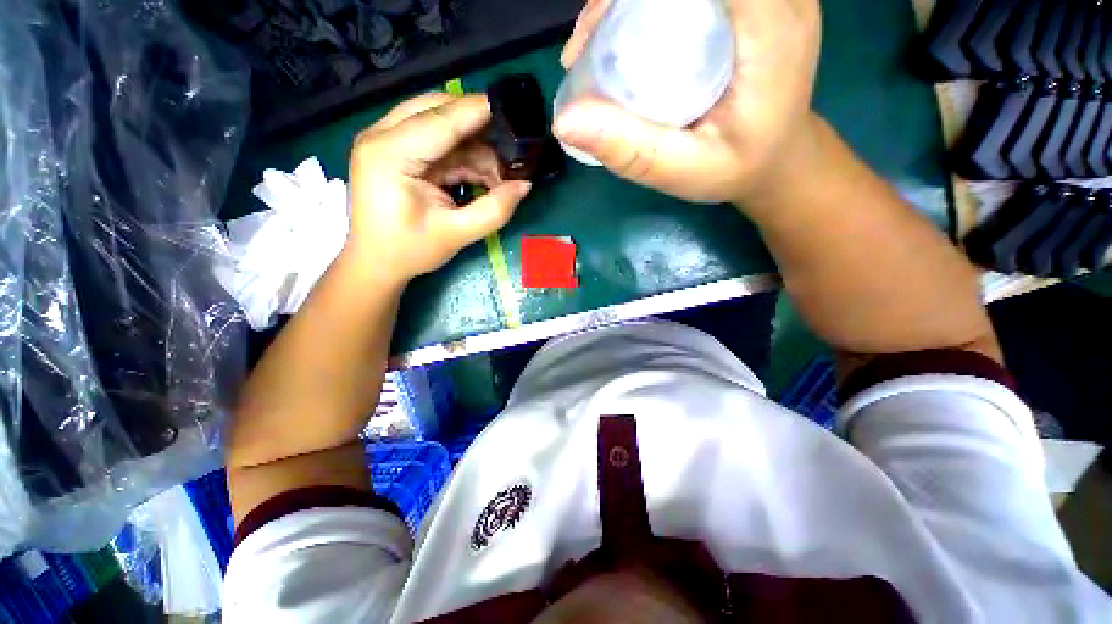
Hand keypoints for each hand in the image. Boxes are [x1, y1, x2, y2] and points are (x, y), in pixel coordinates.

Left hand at [346, 93, 531, 283]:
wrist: (376, 263)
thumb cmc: (409, 251)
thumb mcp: (456, 234)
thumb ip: (494, 210)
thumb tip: (525, 185)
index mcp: (390, 154)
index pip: (441, 120)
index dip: (478, 112)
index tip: (514, 109)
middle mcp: (382, 136)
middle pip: (438, 110)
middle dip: (477, 129)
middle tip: (509, 151)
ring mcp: (387, 140)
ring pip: (440, 123)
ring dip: (473, 146)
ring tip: (499, 175)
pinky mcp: (396, 150)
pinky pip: (437, 140)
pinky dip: (463, 156)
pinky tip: (481, 176)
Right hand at [554, 0, 821, 207]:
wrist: (778, 155)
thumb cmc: (739, 167)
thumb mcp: (685, 171)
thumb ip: (632, 151)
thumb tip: (564, 122)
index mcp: (769, 21)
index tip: (594, 34)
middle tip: (586, 47)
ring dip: (624, 1)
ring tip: (592, 47)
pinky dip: (641, 5)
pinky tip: (619, 36)